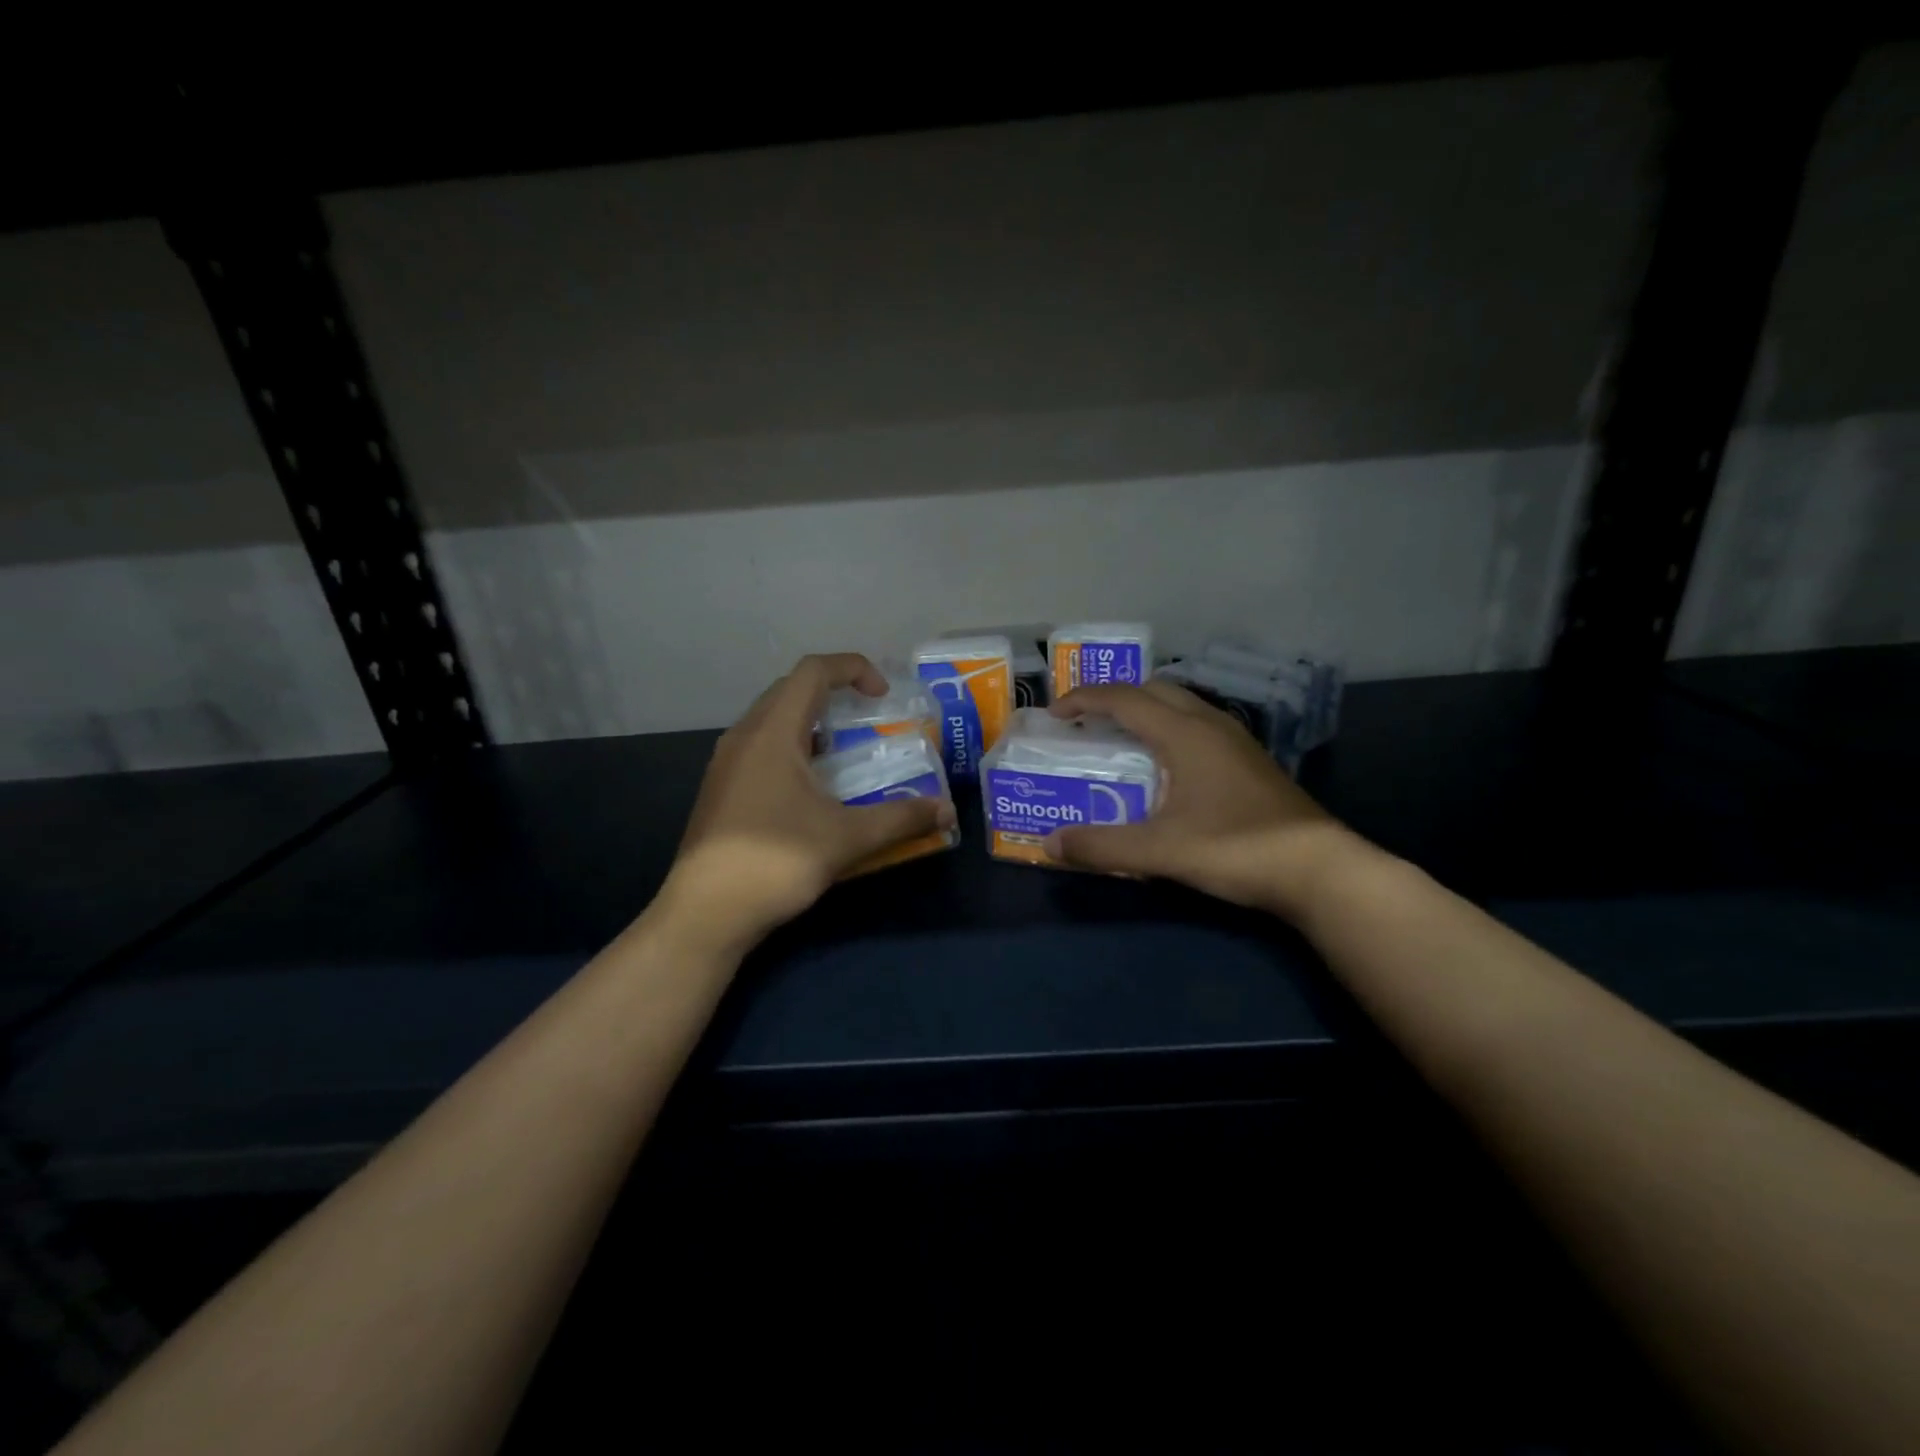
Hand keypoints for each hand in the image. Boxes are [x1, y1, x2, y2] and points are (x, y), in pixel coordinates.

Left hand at [662, 654, 956, 948]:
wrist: (705, 914)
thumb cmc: (775, 862)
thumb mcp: (847, 838)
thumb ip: (900, 819)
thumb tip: (946, 811)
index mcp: (772, 732)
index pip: (812, 671)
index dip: (853, 669)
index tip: (883, 696)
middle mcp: (744, 736)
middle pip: (790, 690)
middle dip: (834, 695)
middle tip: (867, 721)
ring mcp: (726, 764)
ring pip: (772, 720)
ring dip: (812, 724)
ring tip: (844, 754)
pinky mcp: (721, 789)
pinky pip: (761, 747)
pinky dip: (793, 749)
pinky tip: (812, 790)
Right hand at [1047, 680, 1358, 916]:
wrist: (1320, 870)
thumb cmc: (1236, 849)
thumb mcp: (1161, 852)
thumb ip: (1102, 847)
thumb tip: (1049, 843)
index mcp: (1184, 733)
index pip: (1125, 699)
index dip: (1085, 700)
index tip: (1056, 714)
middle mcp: (1210, 724)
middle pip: (1155, 690)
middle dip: (1115, 698)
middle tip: (1087, 723)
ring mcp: (1236, 740)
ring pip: (1181, 705)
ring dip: (1146, 711)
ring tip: (1121, 740)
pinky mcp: (1251, 760)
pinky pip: (1199, 725)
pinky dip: (1170, 729)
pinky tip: (1167, 767)